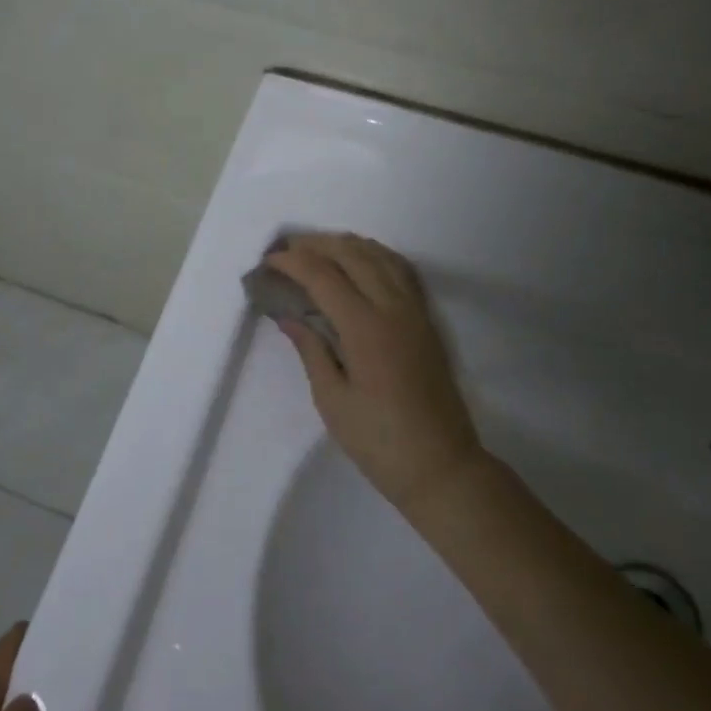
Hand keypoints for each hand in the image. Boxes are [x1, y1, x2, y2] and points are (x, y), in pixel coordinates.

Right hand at [266, 233, 483, 518]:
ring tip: (318, 248)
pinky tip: (362, 260)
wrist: (441, 466)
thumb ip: (311, 350)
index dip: (293, 263)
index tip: (268, 262)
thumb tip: (288, 317)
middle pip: (352, 255)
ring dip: (346, 245)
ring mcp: (415, 311)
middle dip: (316, 245)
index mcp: (365, 328)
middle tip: (287, 249)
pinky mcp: (427, 320)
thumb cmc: (378, 441)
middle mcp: (392, 308)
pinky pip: (401, 270)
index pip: (323, 276)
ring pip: (380, 256)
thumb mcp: (332, 400)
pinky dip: (376, 255)